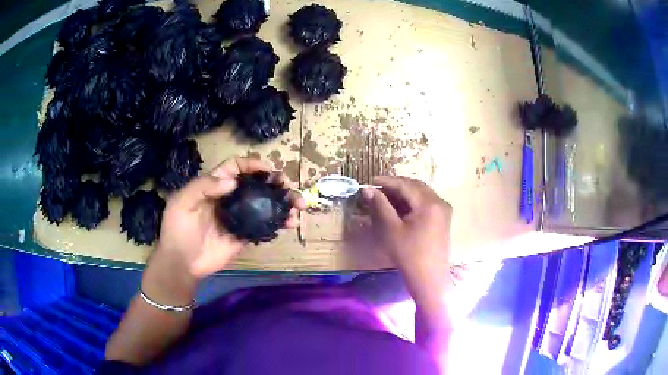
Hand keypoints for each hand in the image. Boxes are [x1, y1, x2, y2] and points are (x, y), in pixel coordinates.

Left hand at [154, 157, 304, 280]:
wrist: (182, 264)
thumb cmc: (178, 230)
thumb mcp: (182, 203)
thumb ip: (203, 187)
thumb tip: (234, 182)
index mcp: (214, 185)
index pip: (236, 167)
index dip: (252, 164)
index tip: (268, 170)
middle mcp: (229, 198)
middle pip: (256, 184)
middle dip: (275, 183)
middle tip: (288, 188)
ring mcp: (239, 217)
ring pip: (265, 204)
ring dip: (283, 203)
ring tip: (298, 206)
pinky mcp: (245, 235)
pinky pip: (265, 226)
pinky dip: (279, 223)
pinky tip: (290, 223)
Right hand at [362, 176, 451, 278]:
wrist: (429, 278)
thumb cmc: (408, 254)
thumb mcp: (391, 229)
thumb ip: (380, 205)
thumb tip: (368, 189)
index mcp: (429, 203)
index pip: (406, 185)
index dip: (387, 181)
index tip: (370, 181)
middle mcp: (439, 201)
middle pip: (415, 186)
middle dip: (396, 185)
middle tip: (378, 189)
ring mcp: (443, 210)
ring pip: (421, 193)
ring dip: (404, 193)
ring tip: (386, 197)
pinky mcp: (443, 218)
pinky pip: (426, 202)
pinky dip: (413, 201)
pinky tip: (401, 207)